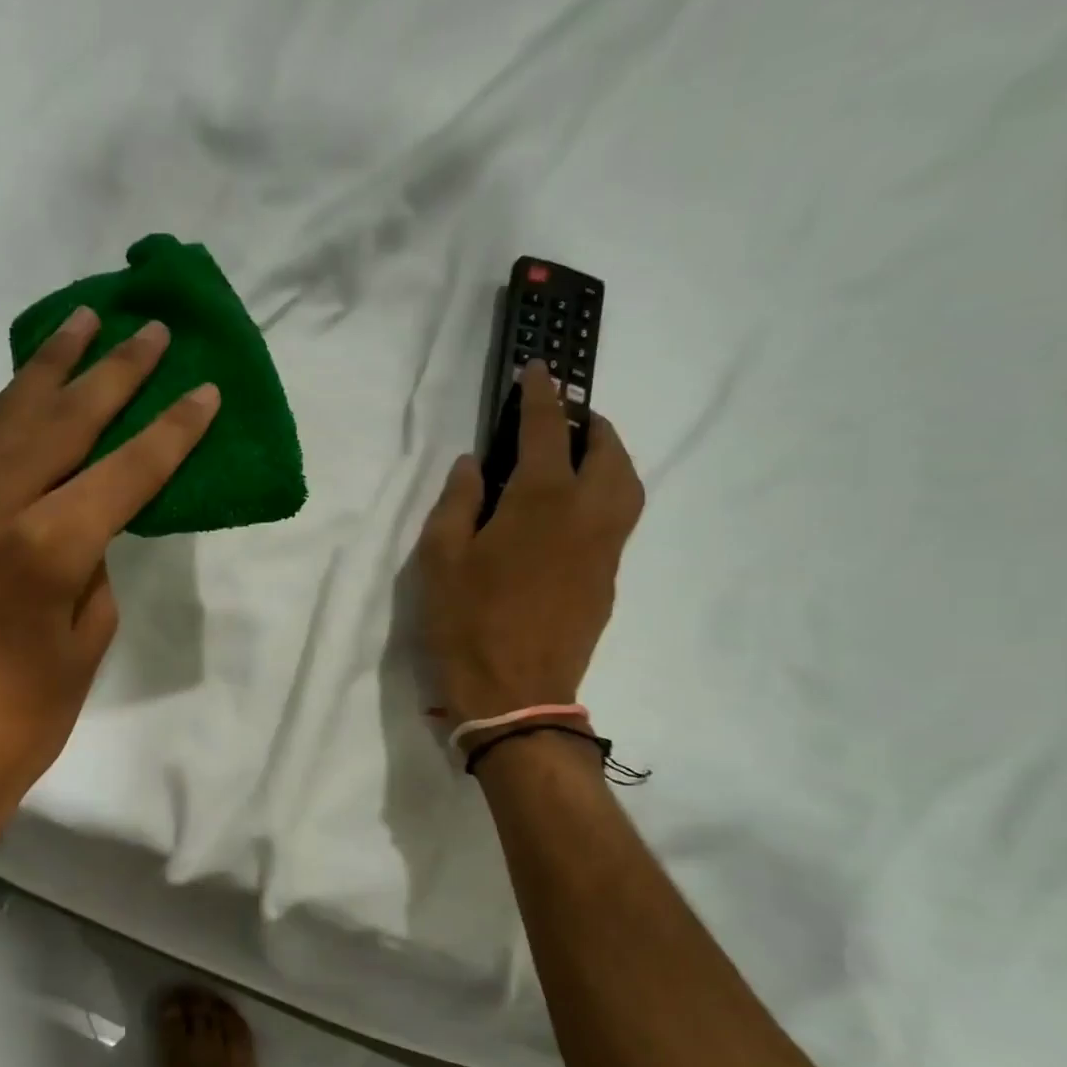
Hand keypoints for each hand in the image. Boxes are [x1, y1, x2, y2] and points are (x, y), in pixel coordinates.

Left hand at [0, 309, 218, 874]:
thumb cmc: (24, 719)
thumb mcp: (86, 639)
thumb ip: (92, 562)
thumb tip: (87, 520)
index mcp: (42, 548)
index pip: (123, 470)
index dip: (170, 430)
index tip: (204, 388)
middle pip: (61, 422)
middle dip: (112, 373)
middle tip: (148, 329)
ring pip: (6, 419)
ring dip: (49, 370)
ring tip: (82, 323)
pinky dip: (10, 413)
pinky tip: (31, 391)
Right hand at [417, 367, 643, 720]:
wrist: (514, 696)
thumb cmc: (466, 623)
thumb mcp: (440, 558)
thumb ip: (458, 502)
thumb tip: (474, 465)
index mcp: (542, 501)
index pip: (547, 430)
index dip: (542, 395)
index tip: (539, 370)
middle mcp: (587, 515)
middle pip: (609, 452)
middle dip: (591, 423)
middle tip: (567, 416)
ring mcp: (605, 550)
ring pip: (627, 485)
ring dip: (610, 458)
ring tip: (580, 456)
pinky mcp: (608, 580)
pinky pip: (619, 519)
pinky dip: (607, 494)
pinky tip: (575, 510)